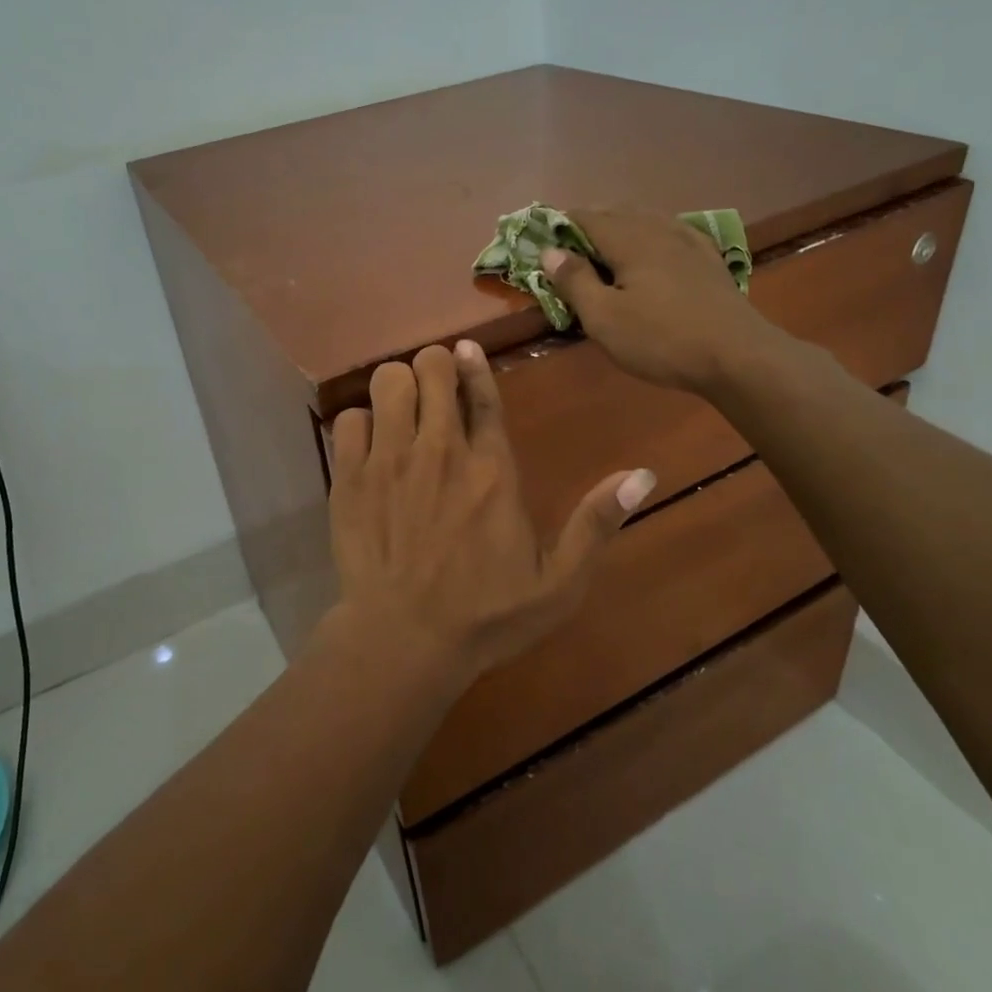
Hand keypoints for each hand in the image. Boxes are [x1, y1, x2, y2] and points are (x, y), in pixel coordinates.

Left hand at [327, 341, 655, 681]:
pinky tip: (369, 445)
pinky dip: (360, 423)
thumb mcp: (558, 584)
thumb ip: (596, 524)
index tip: (466, 348)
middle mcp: (441, 450)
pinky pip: (348, 418)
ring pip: (388, 380)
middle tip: (434, 390)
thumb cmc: (486, 617)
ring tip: (402, 410)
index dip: (474, 363)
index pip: (482, 393)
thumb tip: (643, 474)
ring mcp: (390, 461)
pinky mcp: (350, 478)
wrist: (404, 642)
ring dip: (397, 386)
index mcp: (492, 469)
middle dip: (434, 368)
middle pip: (431, 369)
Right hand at [543, 208, 784, 396]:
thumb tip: (549, 251)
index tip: (542, 240)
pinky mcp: (708, 259)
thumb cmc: (661, 339)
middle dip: (589, 225)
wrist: (738, 356)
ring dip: (620, 227)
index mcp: (629, 239)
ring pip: (646, 220)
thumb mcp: (604, 318)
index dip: (560, 225)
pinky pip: (671, 233)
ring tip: (605, 248)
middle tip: (569, 249)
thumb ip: (574, 281)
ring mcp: (688, 242)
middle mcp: (658, 229)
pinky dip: (650, 235)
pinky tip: (653, 249)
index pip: (586, 218)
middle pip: (617, 213)